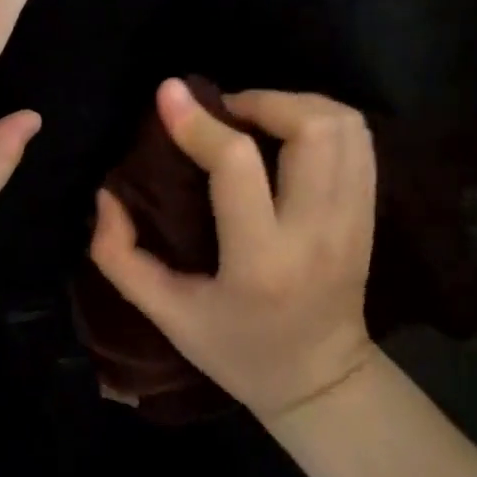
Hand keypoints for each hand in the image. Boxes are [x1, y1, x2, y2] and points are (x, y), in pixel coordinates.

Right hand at [89, 79, 379, 420]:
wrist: (322, 383)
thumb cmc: (236, 350)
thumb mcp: (167, 315)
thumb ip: (120, 256)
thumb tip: (106, 194)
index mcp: (261, 261)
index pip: (237, 165)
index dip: (199, 121)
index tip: (168, 93)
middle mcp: (317, 233)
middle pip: (310, 130)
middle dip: (261, 101)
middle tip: (225, 111)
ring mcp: (354, 221)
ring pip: (343, 126)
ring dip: (294, 104)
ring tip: (255, 117)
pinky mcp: (370, 213)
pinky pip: (359, 140)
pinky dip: (322, 117)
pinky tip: (288, 130)